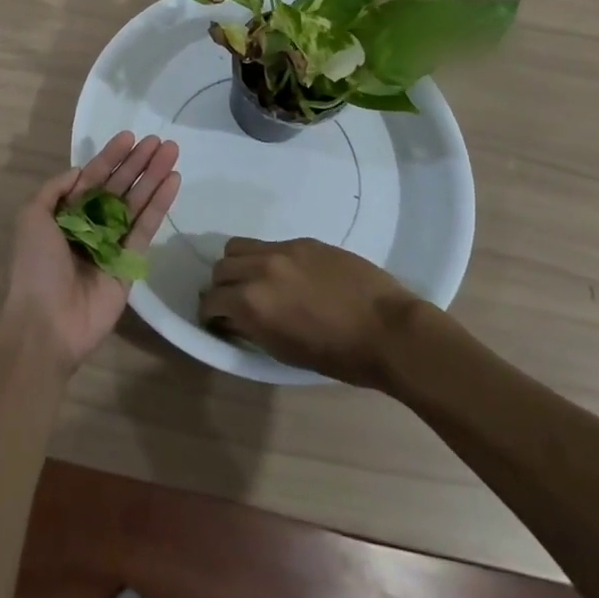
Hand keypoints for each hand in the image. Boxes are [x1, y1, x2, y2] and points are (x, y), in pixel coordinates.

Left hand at [0, 132, 180, 371]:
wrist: (47, 323)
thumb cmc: (36, 266)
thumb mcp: (31, 216)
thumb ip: (55, 189)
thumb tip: (81, 171)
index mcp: (65, 214)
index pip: (93, 177)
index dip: (111, 157)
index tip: (130, 137)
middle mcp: (90, 225)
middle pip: (119, 186)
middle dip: (138, 163)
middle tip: (160, 140)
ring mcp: (112, 244)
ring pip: (136, 202)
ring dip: (153, 176)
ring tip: (172, 151)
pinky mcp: (131, 263)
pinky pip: (146, 227)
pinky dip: (159, 204)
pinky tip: (172, 180)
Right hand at [197, 237, 424, 388]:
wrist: (388, 330)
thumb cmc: (340, 356)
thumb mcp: (285, 352)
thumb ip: (253, 329)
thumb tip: (235, 318)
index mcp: (252, 303)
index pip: (211, 300)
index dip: (210, 314)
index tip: (216, 322)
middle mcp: (260, 269)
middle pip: (220, 268)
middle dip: (221, 287)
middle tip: (233, 303)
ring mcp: (282, 250)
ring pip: (239, 247)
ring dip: (238, 265)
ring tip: (254, 282)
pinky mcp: (303, 240)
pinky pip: (270, 245)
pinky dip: (267, 259)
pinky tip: (287, 276)